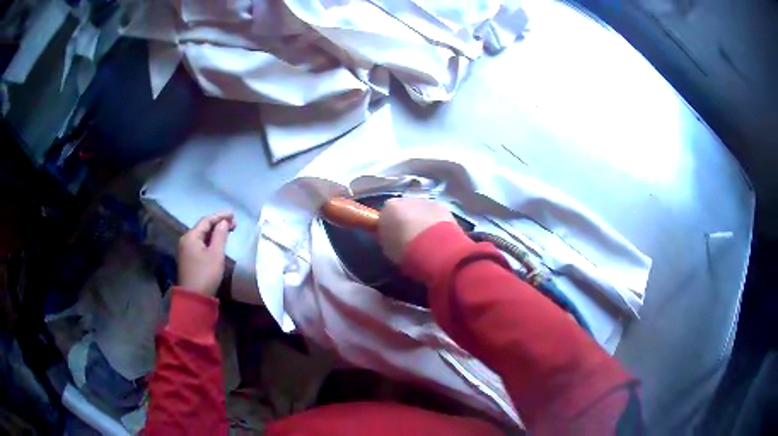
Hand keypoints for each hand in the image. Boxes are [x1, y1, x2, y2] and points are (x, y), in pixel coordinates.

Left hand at [177, 211, 236, 296]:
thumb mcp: (216, 254)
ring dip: (214, 232)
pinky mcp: (188, 258)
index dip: (220, 216)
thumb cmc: (206, 274)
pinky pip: (200, 243)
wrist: (194, 298)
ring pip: (201, 235)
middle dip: (218, 223)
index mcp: (191, 236)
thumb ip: (220, 235)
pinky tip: (218, 242)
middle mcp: (186, 240)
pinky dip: (210, 240)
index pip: (206, 220)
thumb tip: (224, 222)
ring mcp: (185, 249)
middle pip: (203, 227)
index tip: (233, 215)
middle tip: (234, 224)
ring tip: (228, 231)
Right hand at [378, 197, 455, 263]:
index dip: (390, 225)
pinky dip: (436, 222)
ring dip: (422, 219)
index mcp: (389, 207)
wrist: (432, 247)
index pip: (386, 213)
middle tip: (410, 237)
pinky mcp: (443, 207)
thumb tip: (392, 237)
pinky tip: (438, 236)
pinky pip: (436, 214)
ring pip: (421, 210)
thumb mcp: (387, 247)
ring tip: (427, 238)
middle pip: (404, 208)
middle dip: (407, 220)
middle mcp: (406, 199)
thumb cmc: (404, 248)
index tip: (393, 236)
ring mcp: (426, 201)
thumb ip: (388, 237)